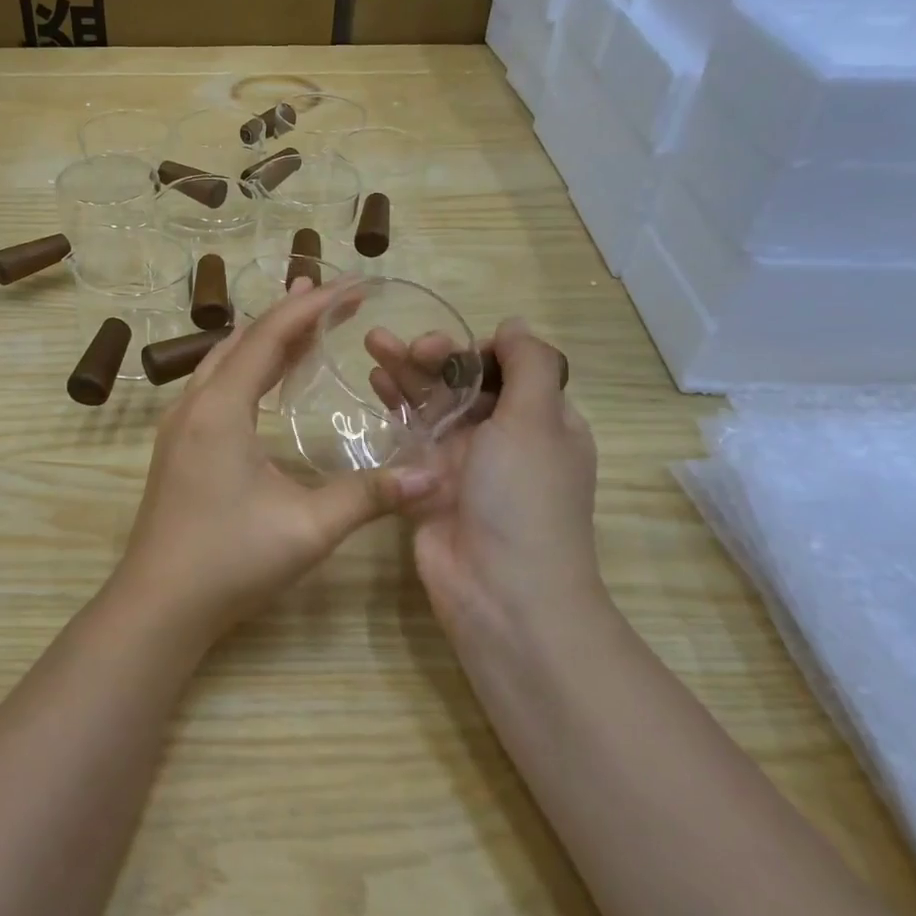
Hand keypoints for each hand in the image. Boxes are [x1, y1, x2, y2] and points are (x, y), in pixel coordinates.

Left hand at [112, 280, 440, 637]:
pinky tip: (264, 379)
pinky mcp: (177, 446)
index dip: (313, 306)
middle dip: (291, 314)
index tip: (354, 286)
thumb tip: (433, 476)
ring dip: (264, 339)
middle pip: (244, 341)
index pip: (270, 337)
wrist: (158, 604)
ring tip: (304, 324)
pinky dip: (246, 367)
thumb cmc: (229, 561)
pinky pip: (214, 386)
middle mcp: (194, 405)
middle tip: (335, 296)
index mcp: (220, 409)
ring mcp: (179, 425)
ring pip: (224, 361)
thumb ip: (369, 497)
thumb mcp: (306, 528)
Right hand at [369, 318, 601, 644]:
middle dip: (436, 357)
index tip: (453, 350)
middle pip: (465, 383)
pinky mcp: (427, 483)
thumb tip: (515, 324)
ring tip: (372, 343)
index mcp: (543, 422)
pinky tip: (372, 383)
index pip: (510, 368)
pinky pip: (408, 436)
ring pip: (432, 404)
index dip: (478, 350)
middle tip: (407, 346)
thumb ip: (529, 365)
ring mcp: (463, 462)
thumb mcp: (537, 421)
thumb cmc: (524, 498)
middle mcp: (504, 438)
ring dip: (407, 373)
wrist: (499, 591)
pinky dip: (394, 408)